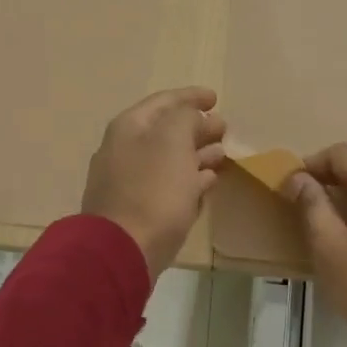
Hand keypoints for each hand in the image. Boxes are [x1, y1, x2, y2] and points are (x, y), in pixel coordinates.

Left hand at [81, 88, 228, 280]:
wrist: (123, 250)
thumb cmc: (152, 189)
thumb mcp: (173, 141)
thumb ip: (186, 119)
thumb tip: (196, 119)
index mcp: (129, 128)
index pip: (164, 101)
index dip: (191, 96)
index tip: (216, 97)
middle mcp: (125, 150)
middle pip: (166, 131)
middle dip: (196, 126)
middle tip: (223, 128)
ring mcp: (129, 182)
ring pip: (169, 159)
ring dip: (196, 153)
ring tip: (222, 154)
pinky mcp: (139, 211)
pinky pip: (168, 186)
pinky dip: (189, 179)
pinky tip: (208, 181)